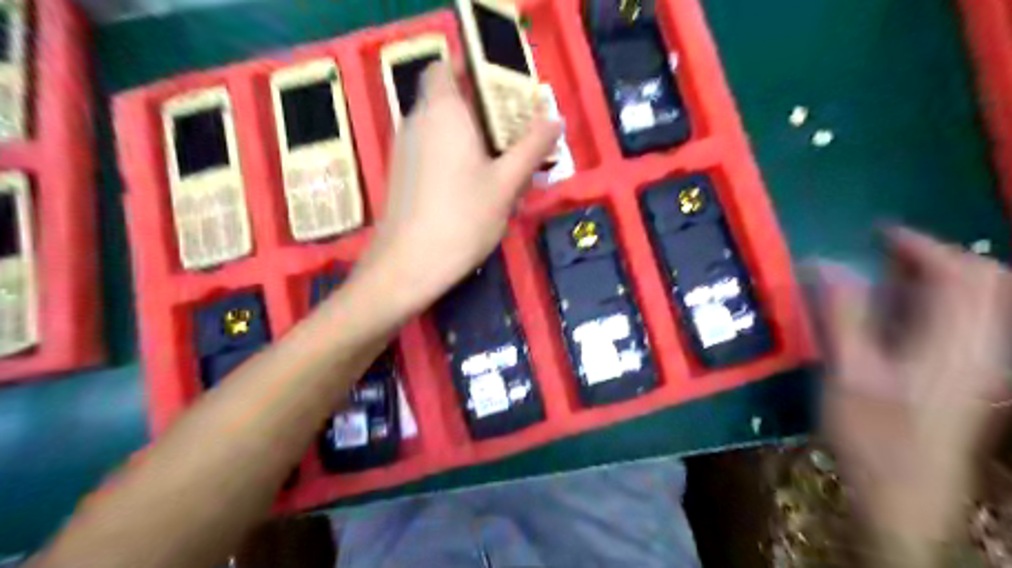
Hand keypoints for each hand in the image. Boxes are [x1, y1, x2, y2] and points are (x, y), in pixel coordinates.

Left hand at [354, 64, 561, 317]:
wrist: (408, 266)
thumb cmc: (462, 219)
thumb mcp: (506, 184)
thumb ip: (532, 147)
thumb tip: (555, 119)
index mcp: (443, 111)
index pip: (446, 68)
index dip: (472, 71)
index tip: (503, 91)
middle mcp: (417, 122)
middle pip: (447, 98)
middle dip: (481, 109)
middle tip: (515, 131)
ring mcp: (404, 150)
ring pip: (439, 128)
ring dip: (469, 135)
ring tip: (502, 160)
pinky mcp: (402, 175)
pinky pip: (431, 150)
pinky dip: (453, 155)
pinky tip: (475, 184)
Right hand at [816, 229, 1007, 563]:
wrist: (904, 495)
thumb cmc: (871, 435)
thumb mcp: (847, 372)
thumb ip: (841, 314)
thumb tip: (824, 263)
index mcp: (954, 344)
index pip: (959, 273)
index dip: (920, 245)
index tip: (877, 233)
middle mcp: (982, 347)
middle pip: (984, 281)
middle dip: (935, 256)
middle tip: (883, 252)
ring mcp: (982, 364)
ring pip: (981, 301)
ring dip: (939, 278)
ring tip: (888, 275)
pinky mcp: (971, 377)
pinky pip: (969, 322)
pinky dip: (939, 303)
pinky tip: (901, 312)